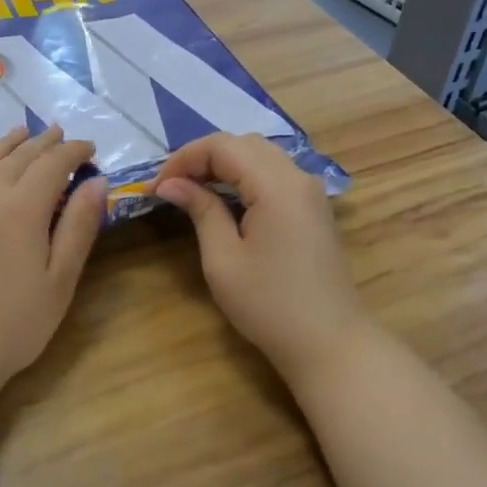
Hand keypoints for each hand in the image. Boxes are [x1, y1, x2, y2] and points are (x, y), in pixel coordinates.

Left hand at [0, 125, 106, 391]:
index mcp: (23, 209)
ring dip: (6, 143)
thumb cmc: (14, 324)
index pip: (53, 165)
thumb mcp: (60, 280)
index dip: (73, 152)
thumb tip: (96, 181)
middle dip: (43, 143)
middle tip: (60, 134)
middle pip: (19, 158)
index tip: (90, 149)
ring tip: (22, 131)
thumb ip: (78, 227)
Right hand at [151, 134, 369, 380]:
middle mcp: (298, 176)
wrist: (329, 342)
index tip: (157, 187)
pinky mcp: (313, 207)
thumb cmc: (269, 305)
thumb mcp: (223, 259)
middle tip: (172, 187)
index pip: (222, 146)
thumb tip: (170, 184)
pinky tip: (226, 200)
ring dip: (224, 164)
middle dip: (202, 157)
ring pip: (261, 155)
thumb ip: (200, 211)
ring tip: (192, 190)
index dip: (184, 158)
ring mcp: (310, 191)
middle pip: (243, 144)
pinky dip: (245, 176)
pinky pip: (275, 173)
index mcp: (276, 185)